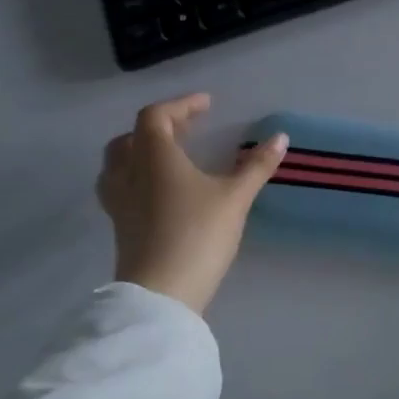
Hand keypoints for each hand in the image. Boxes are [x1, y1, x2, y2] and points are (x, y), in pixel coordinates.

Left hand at [96, 93, 287, 313]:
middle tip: (187, 128)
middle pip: (130, 138)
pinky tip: (160, 192)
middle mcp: (129, 174)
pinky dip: (138, 178)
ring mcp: (120, 203)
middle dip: (158, 127)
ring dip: (140, 152)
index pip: (156, 117)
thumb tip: (280, 137)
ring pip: (118, 164)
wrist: (162, 294)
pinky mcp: (120, 227)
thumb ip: (256, 166)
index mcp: (154, 158)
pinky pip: (121, 188)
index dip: (180, 105)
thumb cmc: (198, 234)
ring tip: (168, 156)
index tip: (207, 104)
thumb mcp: (235, 198)